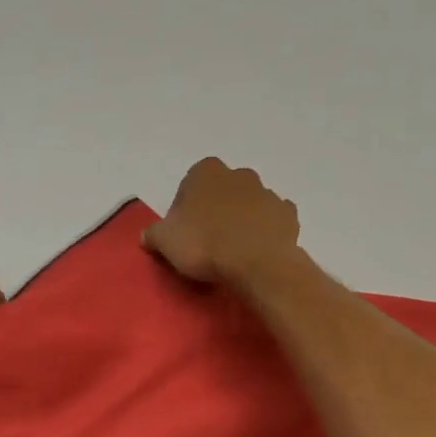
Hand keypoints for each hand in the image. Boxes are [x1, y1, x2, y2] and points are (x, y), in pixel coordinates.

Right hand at [143, 157, 301, 286]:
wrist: (256, 264)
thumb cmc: (204, 245)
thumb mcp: (164, 241)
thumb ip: (153, 234)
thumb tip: (148, 236)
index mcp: (206, 172)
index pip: (189, 185)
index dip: (185, 209)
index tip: (183, 232)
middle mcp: (238, 174)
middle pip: (221, 191)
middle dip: (215, 209)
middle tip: (207, 241)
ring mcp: (267, 192)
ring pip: (248, 203)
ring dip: (241, 219)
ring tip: (233, 250)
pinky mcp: (288, 214)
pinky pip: (272, 219)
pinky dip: (265, 230)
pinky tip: (257, 250)